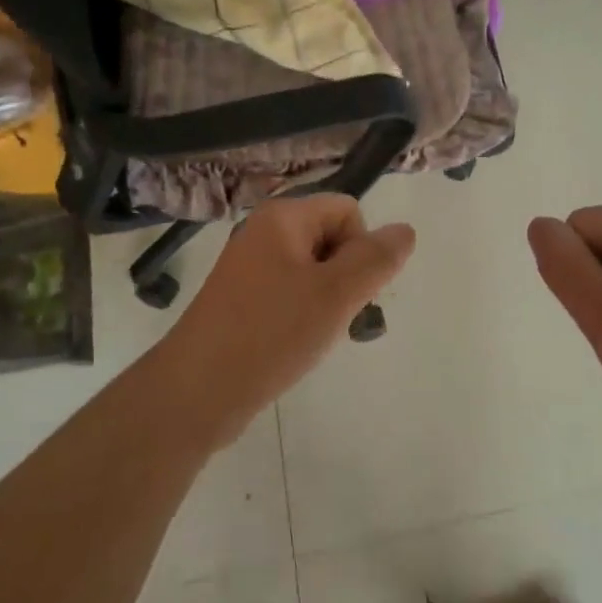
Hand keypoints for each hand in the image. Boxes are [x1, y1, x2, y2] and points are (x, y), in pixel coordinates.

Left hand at [162, 195, 414, 448]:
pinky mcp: (242, 301)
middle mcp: (264, 232)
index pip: (348, 210)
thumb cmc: (270, 333)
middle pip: (332, 238)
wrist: (197, 392)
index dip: (361, 249)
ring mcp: (250, 268)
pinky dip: (303, 316)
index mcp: (282, 217)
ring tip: (313, 336)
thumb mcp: (336, 294)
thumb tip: (405, 230)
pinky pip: (290, 294)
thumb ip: (376, 259)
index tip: (346, 290)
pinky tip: (295, 345)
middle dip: (346, 277)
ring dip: (327, 301)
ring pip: (314, 271)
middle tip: (333, 317)